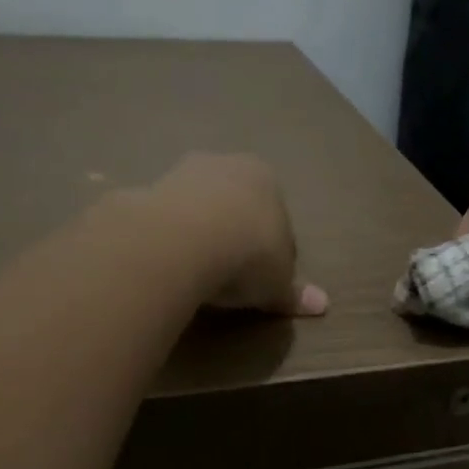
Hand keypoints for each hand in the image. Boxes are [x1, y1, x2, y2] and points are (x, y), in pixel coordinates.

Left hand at [150, 154, 327, 316]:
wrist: (185, 240)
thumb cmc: (249, 254)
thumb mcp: (278, 283)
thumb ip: (293, 292)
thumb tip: (321, 304)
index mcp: (266, 178)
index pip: (275, 217)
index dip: (272, 251)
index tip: (263, 281)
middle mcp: (226, 165)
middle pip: (234, 205)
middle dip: (233, 235)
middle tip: (230, 278)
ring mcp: (182, 173)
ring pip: (198, 209)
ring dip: (199, 236)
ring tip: (197, 276)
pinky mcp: (146, 190)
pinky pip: (165, 221)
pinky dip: (169, 240)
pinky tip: (168, 267)